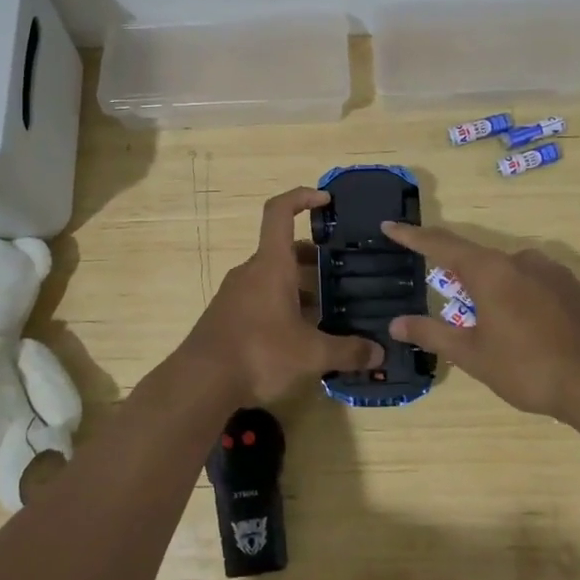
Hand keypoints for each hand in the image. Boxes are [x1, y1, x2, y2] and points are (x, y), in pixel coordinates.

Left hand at [177, 187, 382, 405]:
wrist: (200, 382)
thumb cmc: (259, 353)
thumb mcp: (311, 354)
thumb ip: (347, 351)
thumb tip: (379, 353)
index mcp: (271, 265)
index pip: (280, 212)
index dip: (302, 197)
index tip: (326, 200)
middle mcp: (251, 272)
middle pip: (283, 250)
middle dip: (313, 259)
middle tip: (342, 274)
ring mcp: (235, 294)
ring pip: (272, 278)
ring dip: (299, 287)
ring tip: (328, 311)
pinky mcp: (227, 317)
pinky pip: (260, 299)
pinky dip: (282, 306)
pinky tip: (300, 337)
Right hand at [382, 221, 579, 421]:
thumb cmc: (527, 367)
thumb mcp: (473, 355)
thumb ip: (432, 334)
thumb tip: (395, 323)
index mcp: (489, 271)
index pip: (441, 245)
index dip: (413, 236)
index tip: (390, 226)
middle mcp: (520, 260)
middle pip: (476, 258)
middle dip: (456, 272)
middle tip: (442, 290)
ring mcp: (552, 272)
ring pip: (508, 271)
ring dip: (490, 287)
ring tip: (487, 318)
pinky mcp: (575, 288)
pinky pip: (534, 283)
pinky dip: (518, 296)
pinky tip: (524, 325)